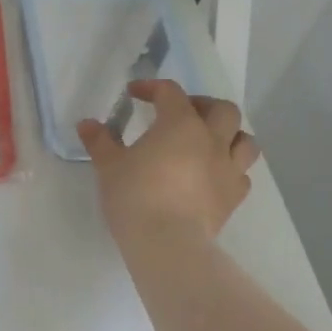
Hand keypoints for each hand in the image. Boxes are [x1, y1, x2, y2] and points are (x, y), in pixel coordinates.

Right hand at [78, 82, 258, 245]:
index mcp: (180, 124)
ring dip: (229, 135)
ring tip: (208, 142)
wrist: (167, 242)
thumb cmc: (134, 196)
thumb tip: (87, 124)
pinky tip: (213, 176)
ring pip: (244, 140)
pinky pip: (241, 174)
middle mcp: (211, 139)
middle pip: (222, 109)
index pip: (170, 92)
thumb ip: (100, 141)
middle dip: (202, 105)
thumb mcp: (108, 166)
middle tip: (181, 114)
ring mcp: (228, 168)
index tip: (134, 94)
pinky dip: (230, 169)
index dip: (151, 88)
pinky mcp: (234, 197)